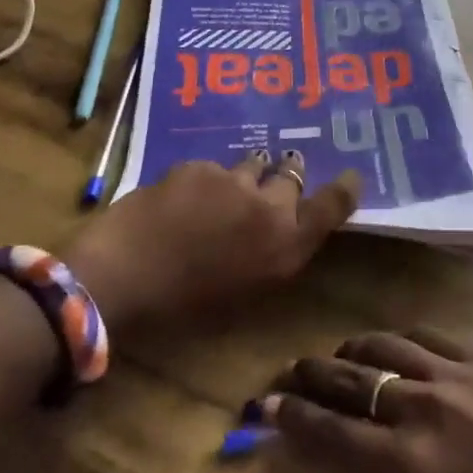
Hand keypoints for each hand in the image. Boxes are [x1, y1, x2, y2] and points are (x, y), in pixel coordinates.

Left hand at [64, 152, 360, 340]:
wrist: (121, 279)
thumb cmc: (184, 308)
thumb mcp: (245, 292)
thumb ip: (272, 256)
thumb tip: (279, 233)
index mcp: (286, 246)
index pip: (333, 206)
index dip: (345, 188)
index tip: (351, 176)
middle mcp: (270, 208)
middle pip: (293, 176)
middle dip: (286, 176)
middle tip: (272, 183)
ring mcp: (234, 182)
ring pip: (253, 165)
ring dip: (248, 175)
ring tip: (226, 190)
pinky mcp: (198, 167)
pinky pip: (213, 168)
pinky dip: (207, 180)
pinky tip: (183, 199)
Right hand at [262, 330, 472, 472]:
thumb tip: (345, 447)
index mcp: (407, 464)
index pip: (331, 431)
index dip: (292, 416)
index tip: (266, 405)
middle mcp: (422, 407)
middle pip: (350, 379)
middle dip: (311, 373)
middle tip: (289, 371)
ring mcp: (455, 373)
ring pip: (384, 344)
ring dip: (352, 350)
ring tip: (341, 356)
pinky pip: (426, 336)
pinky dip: (400, 341)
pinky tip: (395, 347)